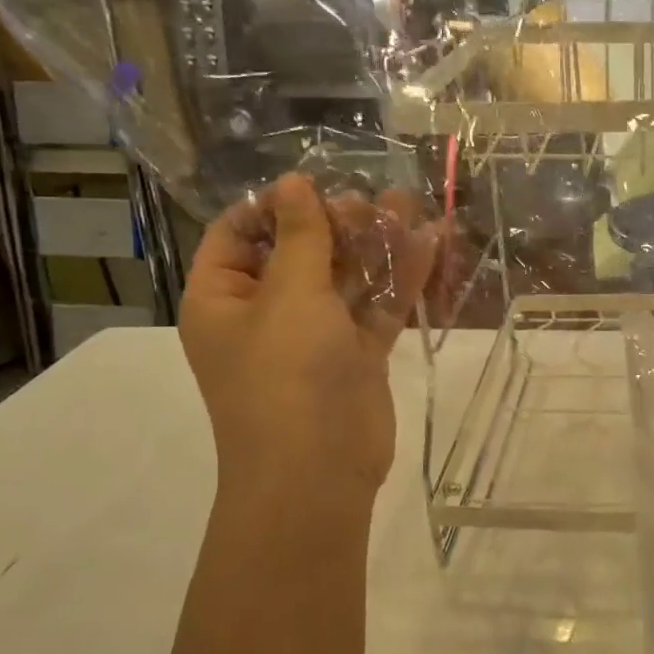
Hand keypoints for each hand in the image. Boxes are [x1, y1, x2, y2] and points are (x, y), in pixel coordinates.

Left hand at [178, 174, 439, 505]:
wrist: (319, 471)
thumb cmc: (286, 375)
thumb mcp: (290, 295)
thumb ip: (301, 236)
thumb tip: (293, 182)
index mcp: (224, 298)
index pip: (236, 234)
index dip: (272, 206)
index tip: (315, 185)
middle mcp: (266, 313)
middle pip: (300, 251)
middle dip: (337, 223)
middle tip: (371, 202)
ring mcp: (315, 335)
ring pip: (345, 278)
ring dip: (375, 245)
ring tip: (408, 207)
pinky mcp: (357, 355)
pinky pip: (376, 308)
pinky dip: (400, 280)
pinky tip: (429, 245)